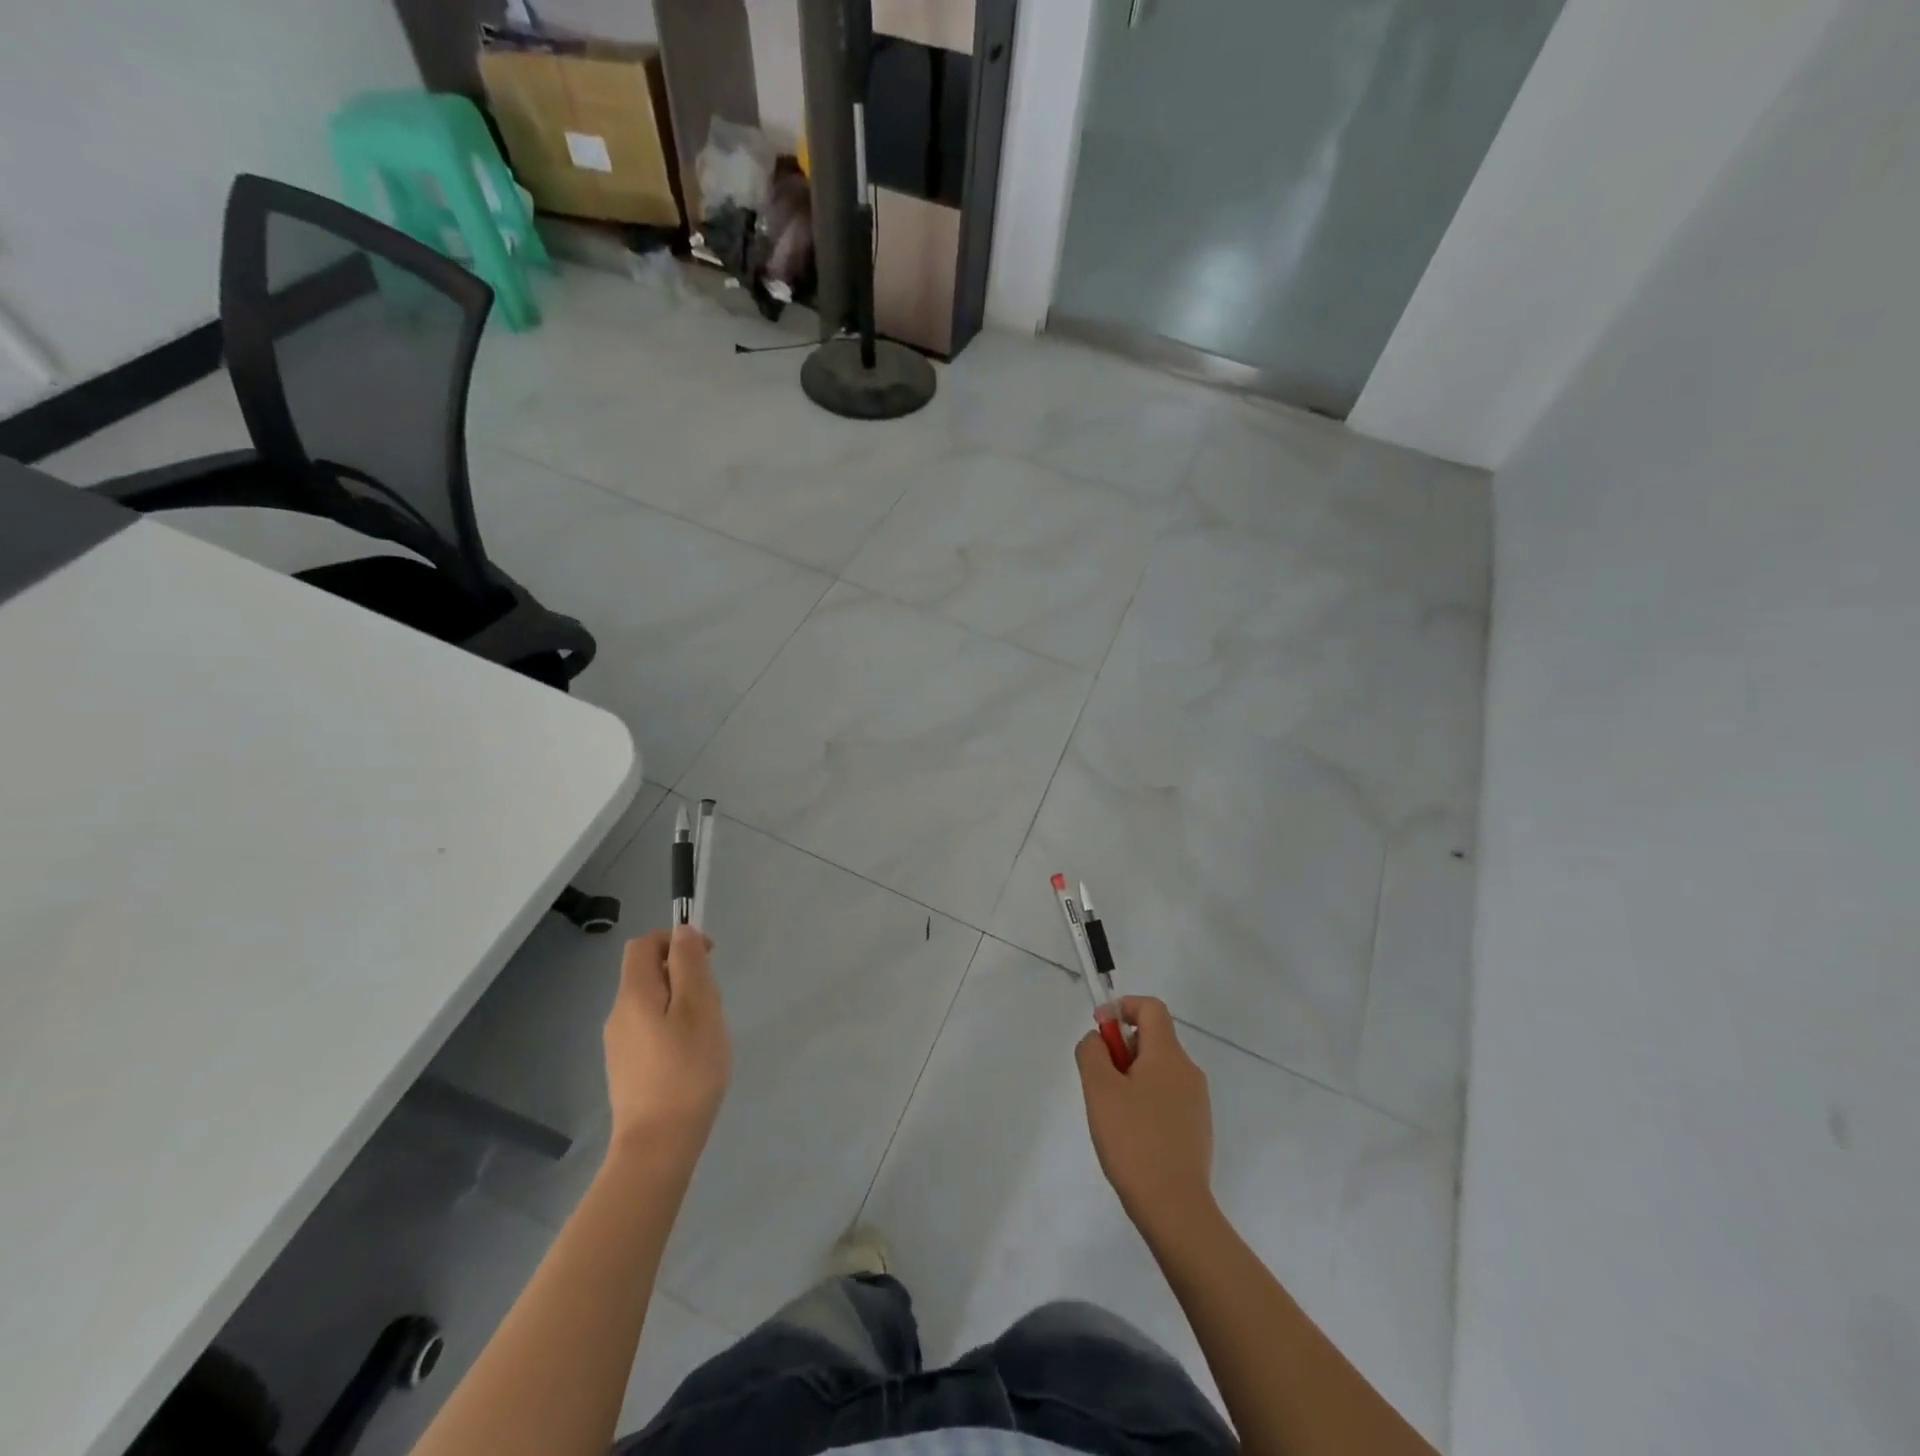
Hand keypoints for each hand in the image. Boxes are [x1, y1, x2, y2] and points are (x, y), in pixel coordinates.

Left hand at [603, 927, 730, 1167]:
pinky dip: (671, 1027)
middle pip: (646, 972)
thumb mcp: (699, 1007)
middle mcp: (618, 1014)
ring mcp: (618, 1045)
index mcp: (634, 994)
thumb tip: (681, 931)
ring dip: (679, 1002)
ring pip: (650, 1002)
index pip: (643, 944)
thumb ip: (689, 964)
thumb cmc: (687, 1069)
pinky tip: (690, 1057)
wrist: (658, 1145)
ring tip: (706, 1032)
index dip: (674, 939)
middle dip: (682, 974)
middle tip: (712, 1002)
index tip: (707, 957)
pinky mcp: (625, 1069)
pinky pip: (648, 1029)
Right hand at [1076, 997, 1213, 1232]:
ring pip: (1157, 1070)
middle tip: (1100, 1084)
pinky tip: (1131, 1136)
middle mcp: (1188, 1071)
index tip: (1100, 1033)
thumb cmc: (1133, 1141)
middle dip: (1121, 1050)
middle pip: (1152, 1039)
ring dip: (1130, 1077)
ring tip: (1112, 1115)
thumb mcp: (1099, 1090)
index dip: (1122, 1008)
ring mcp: (1196, 1101)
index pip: (1151, 1008)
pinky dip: (1144, 1101)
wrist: (1175, 1208)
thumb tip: (1098, 1039)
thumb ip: (1092, 1052)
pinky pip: (1166, 1096)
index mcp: (1168, 1055)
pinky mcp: (1197, 1128)